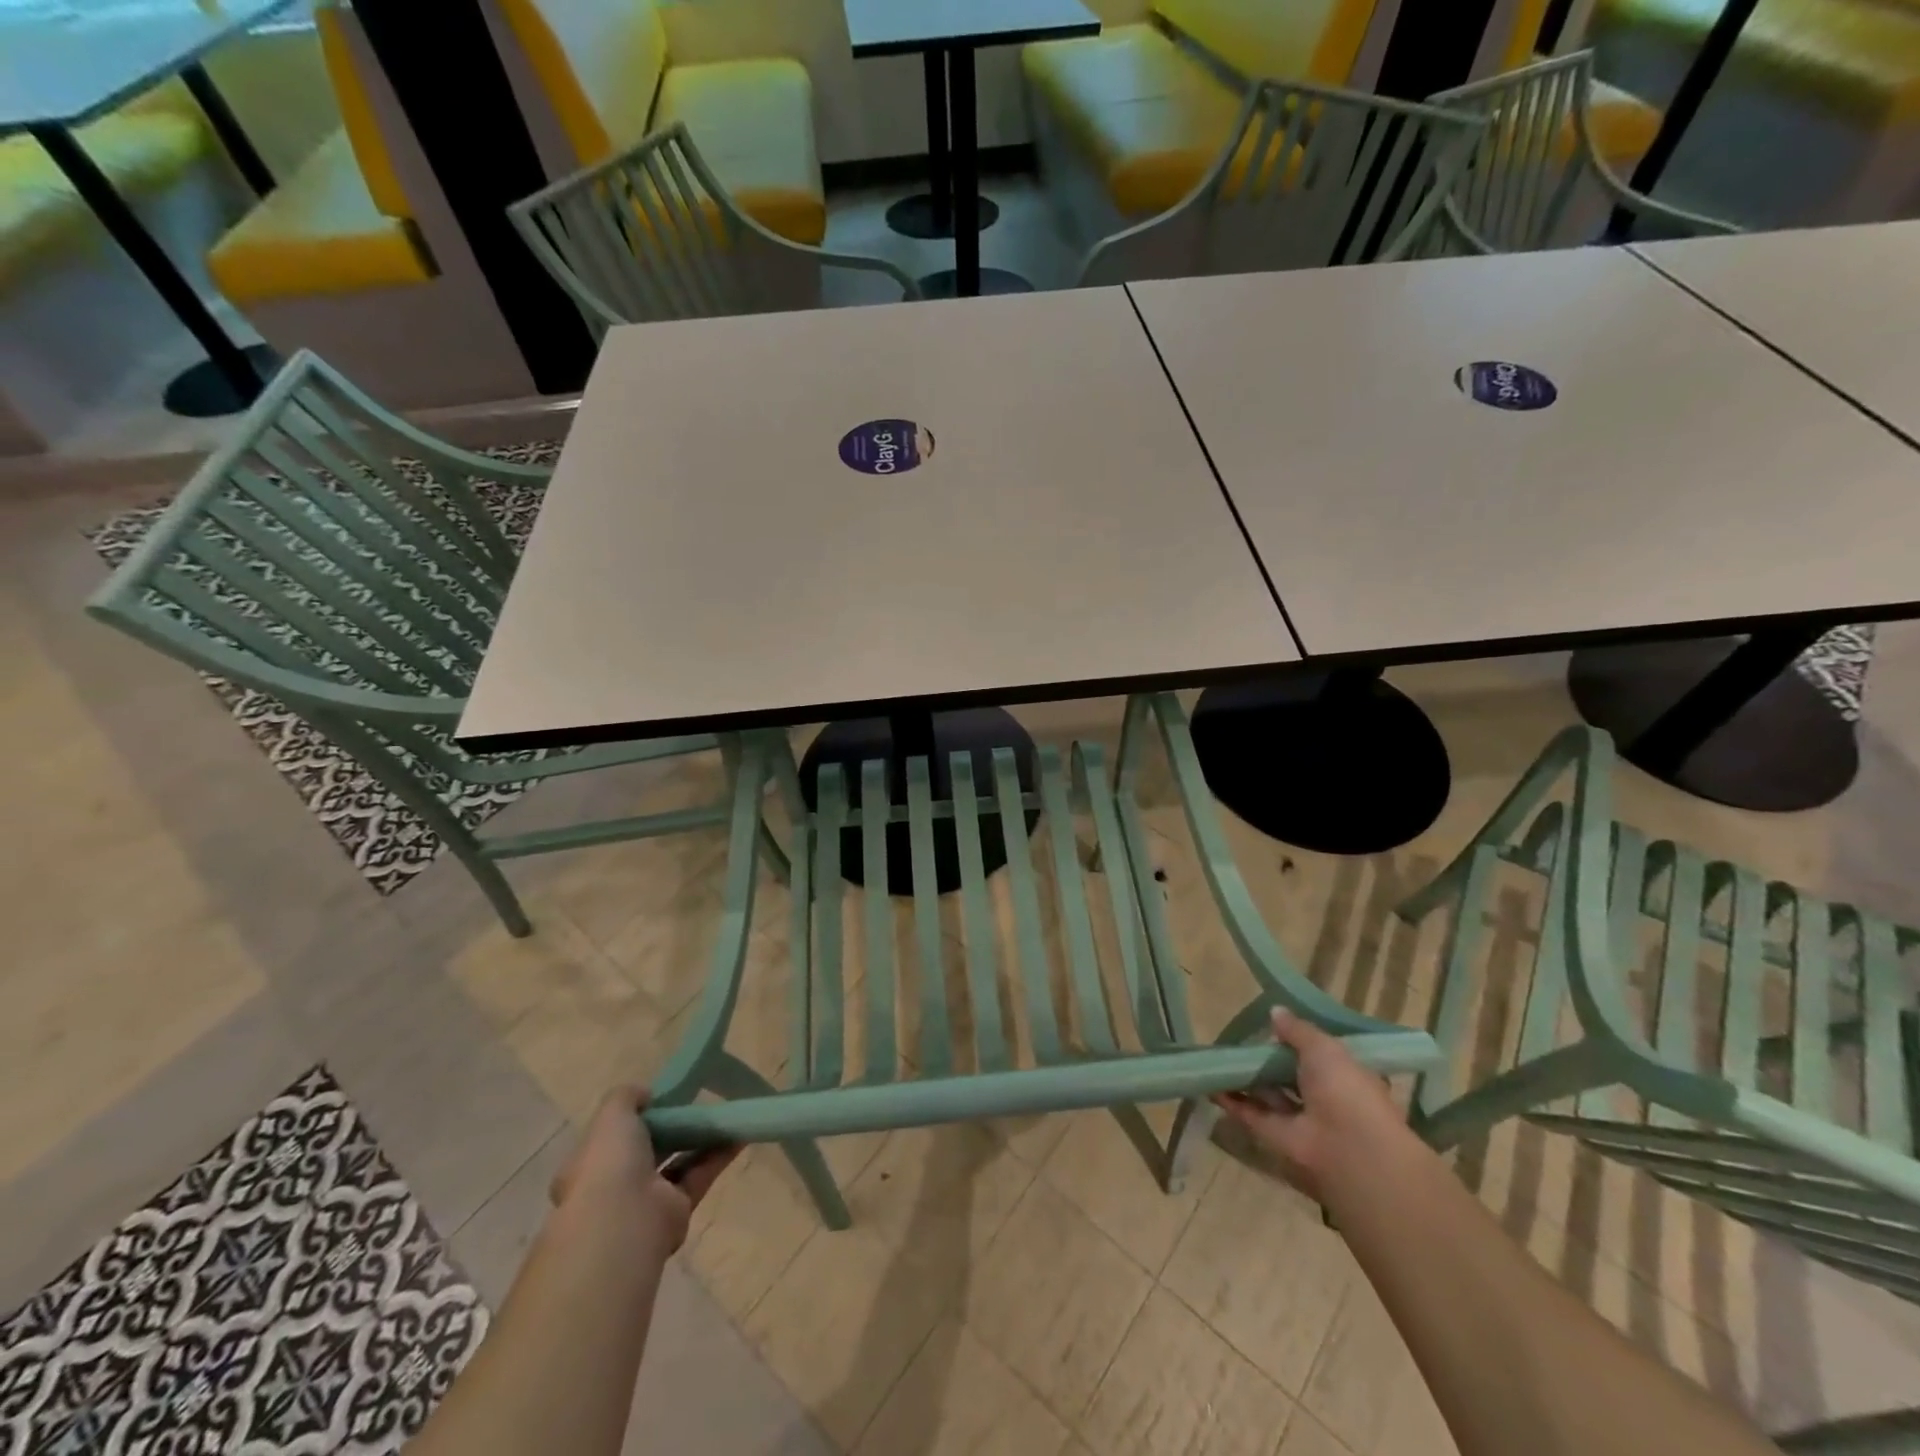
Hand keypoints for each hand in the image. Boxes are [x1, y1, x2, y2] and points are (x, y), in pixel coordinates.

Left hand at [549, 1086, 737, 1252]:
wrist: (625, 1221)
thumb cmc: (609, 1162)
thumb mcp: (612, 1114)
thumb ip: (627, 1096)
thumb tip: (646, 1095)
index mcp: (591, 1164)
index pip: (612, 1137)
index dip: (635, 1117)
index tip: (659, 1099)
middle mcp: (616, 1184)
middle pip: (649, 1148)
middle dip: (672, 1127)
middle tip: (696, 1103)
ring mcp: (646, 1199)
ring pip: (677, 1161)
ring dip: (700, 1139)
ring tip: (725, 1114)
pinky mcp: (677, 1210)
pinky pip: (700, 1175)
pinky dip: (719, 1155)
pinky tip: (739, 1135)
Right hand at [1211, 1009, 1414, 1206]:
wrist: (1348, 1147)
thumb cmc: (1344, 1089)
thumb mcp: (1323, 1047)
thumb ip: (1297, 1030)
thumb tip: (1276, 1011)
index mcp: (1344, 1076)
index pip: (1320, 1056)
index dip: (1298, 1042)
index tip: (1274, 1027)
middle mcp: (1324, 1098)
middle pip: (1290, 1076)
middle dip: (1268, 1060)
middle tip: (1240, 1040)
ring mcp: (1301, 1120)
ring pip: (1269, 1095)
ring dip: (1247, 1079)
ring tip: (1219, 1058)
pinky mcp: (1278, 1137)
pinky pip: (1252, 1113)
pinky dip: (1232, 1100)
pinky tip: (1211, 1085)